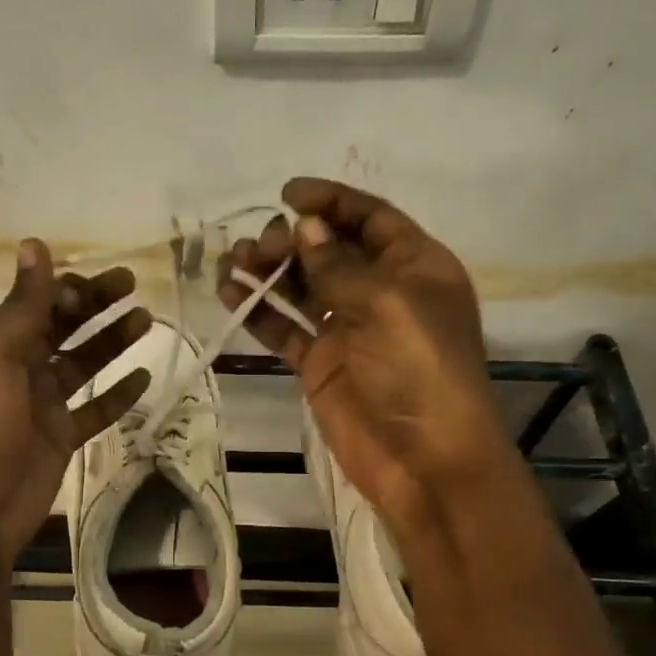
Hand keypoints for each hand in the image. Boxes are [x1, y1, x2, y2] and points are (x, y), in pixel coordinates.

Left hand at [0, 239, 150, 559]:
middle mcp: (19, 366)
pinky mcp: (60, 436)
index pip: (39, 302)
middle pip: (64, 326)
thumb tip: (33, 243)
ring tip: (146, 321)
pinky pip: (94, 409)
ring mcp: (42, 404)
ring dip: (112, 341)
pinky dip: (118, 394)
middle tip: (134, 286)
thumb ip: (23, 304)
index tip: (103, 284)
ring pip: (83, 363)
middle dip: (96, 304)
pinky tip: (144, 376)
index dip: (69, 288)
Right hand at [219, 178, 515, 539]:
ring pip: (302, 287)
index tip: (286, 194)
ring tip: (232, 261)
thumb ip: (340, 266)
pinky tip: (230, 294)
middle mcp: (381, 292)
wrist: (425, 462)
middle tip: (259, 247)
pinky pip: (286, 329)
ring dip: (269, 271)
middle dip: (292, 240)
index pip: (370, 219)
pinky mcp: (321, 365)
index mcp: (416, 267)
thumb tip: (306, 228)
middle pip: (330, 250)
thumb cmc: (419, 372)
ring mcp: (348, 330)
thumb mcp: (387, 306)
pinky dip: (260, 311)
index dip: (331, 202)